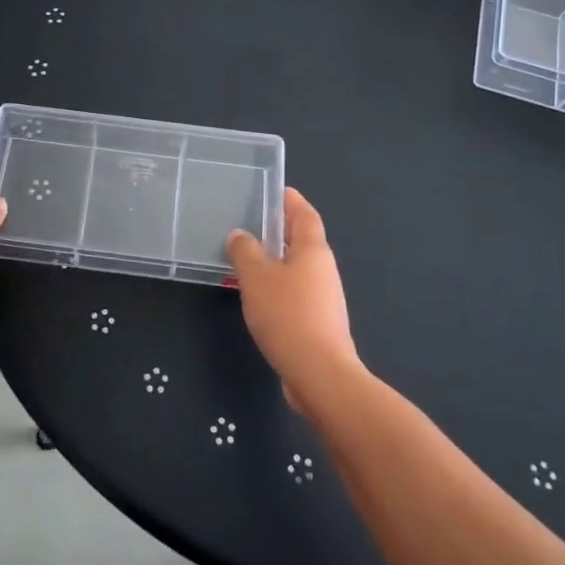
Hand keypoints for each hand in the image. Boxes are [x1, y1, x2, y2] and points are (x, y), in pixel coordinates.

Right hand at [225, 188, 358, 410]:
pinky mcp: (318, 323)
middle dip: (281, 230)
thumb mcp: (256, 277)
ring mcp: (324, 298)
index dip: (292, 201)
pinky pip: (295, 293)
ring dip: (276, 261)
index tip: (277, 190)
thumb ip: (245, 251)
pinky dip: (278, 287)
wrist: (319, 374)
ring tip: (248, 259)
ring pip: (298, 269)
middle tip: (253, 223)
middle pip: (303, 241)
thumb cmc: (288, 315)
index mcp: (313, 250)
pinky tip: (258, 297)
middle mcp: (323, 270)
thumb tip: (240, 235)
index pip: (305, 215)